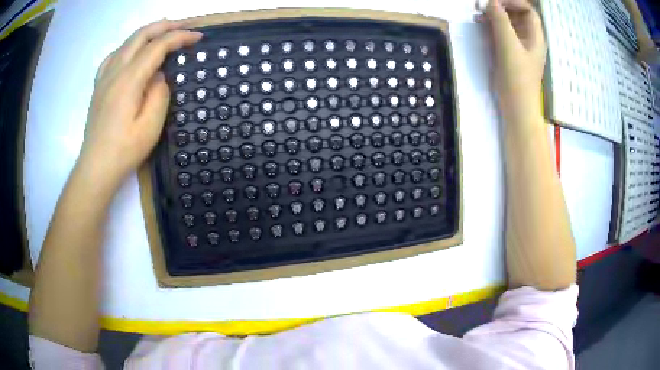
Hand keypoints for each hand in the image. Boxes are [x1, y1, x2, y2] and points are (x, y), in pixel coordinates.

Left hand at [78, 20, 201, 186]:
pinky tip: (133, 51)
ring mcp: (104, 77)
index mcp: (129, 80)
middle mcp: (115, 71)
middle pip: (141, 35)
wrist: (96, 168)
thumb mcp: (150, 126)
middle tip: (185, 26)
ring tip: (164, 32)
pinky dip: (129, 45)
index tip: (198, 37)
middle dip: (166, 26)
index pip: (158, 46)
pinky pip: (114, 55)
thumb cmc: (124, 151)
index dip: (180, 37)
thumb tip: (159, 76)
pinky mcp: (99, 85)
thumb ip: (159, 94)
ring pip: (128, 41)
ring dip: (148, 32)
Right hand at [478, 0, 546, 123]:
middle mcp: (529, 39)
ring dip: (494, 17)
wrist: (516, 108)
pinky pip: (502, 34)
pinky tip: (481, 27)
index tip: (495, 2)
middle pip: (518, 15)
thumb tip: (491, 2)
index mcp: (535, 37)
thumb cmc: (517, 78)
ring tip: (479, 16)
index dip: (514, 2)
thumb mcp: (508, 46)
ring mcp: (520, 47)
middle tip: (484, 7)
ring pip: (509, 24)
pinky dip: (492, 27)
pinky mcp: (510, 54)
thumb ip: (501, 21)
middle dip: (501, 8)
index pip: (528, 10)